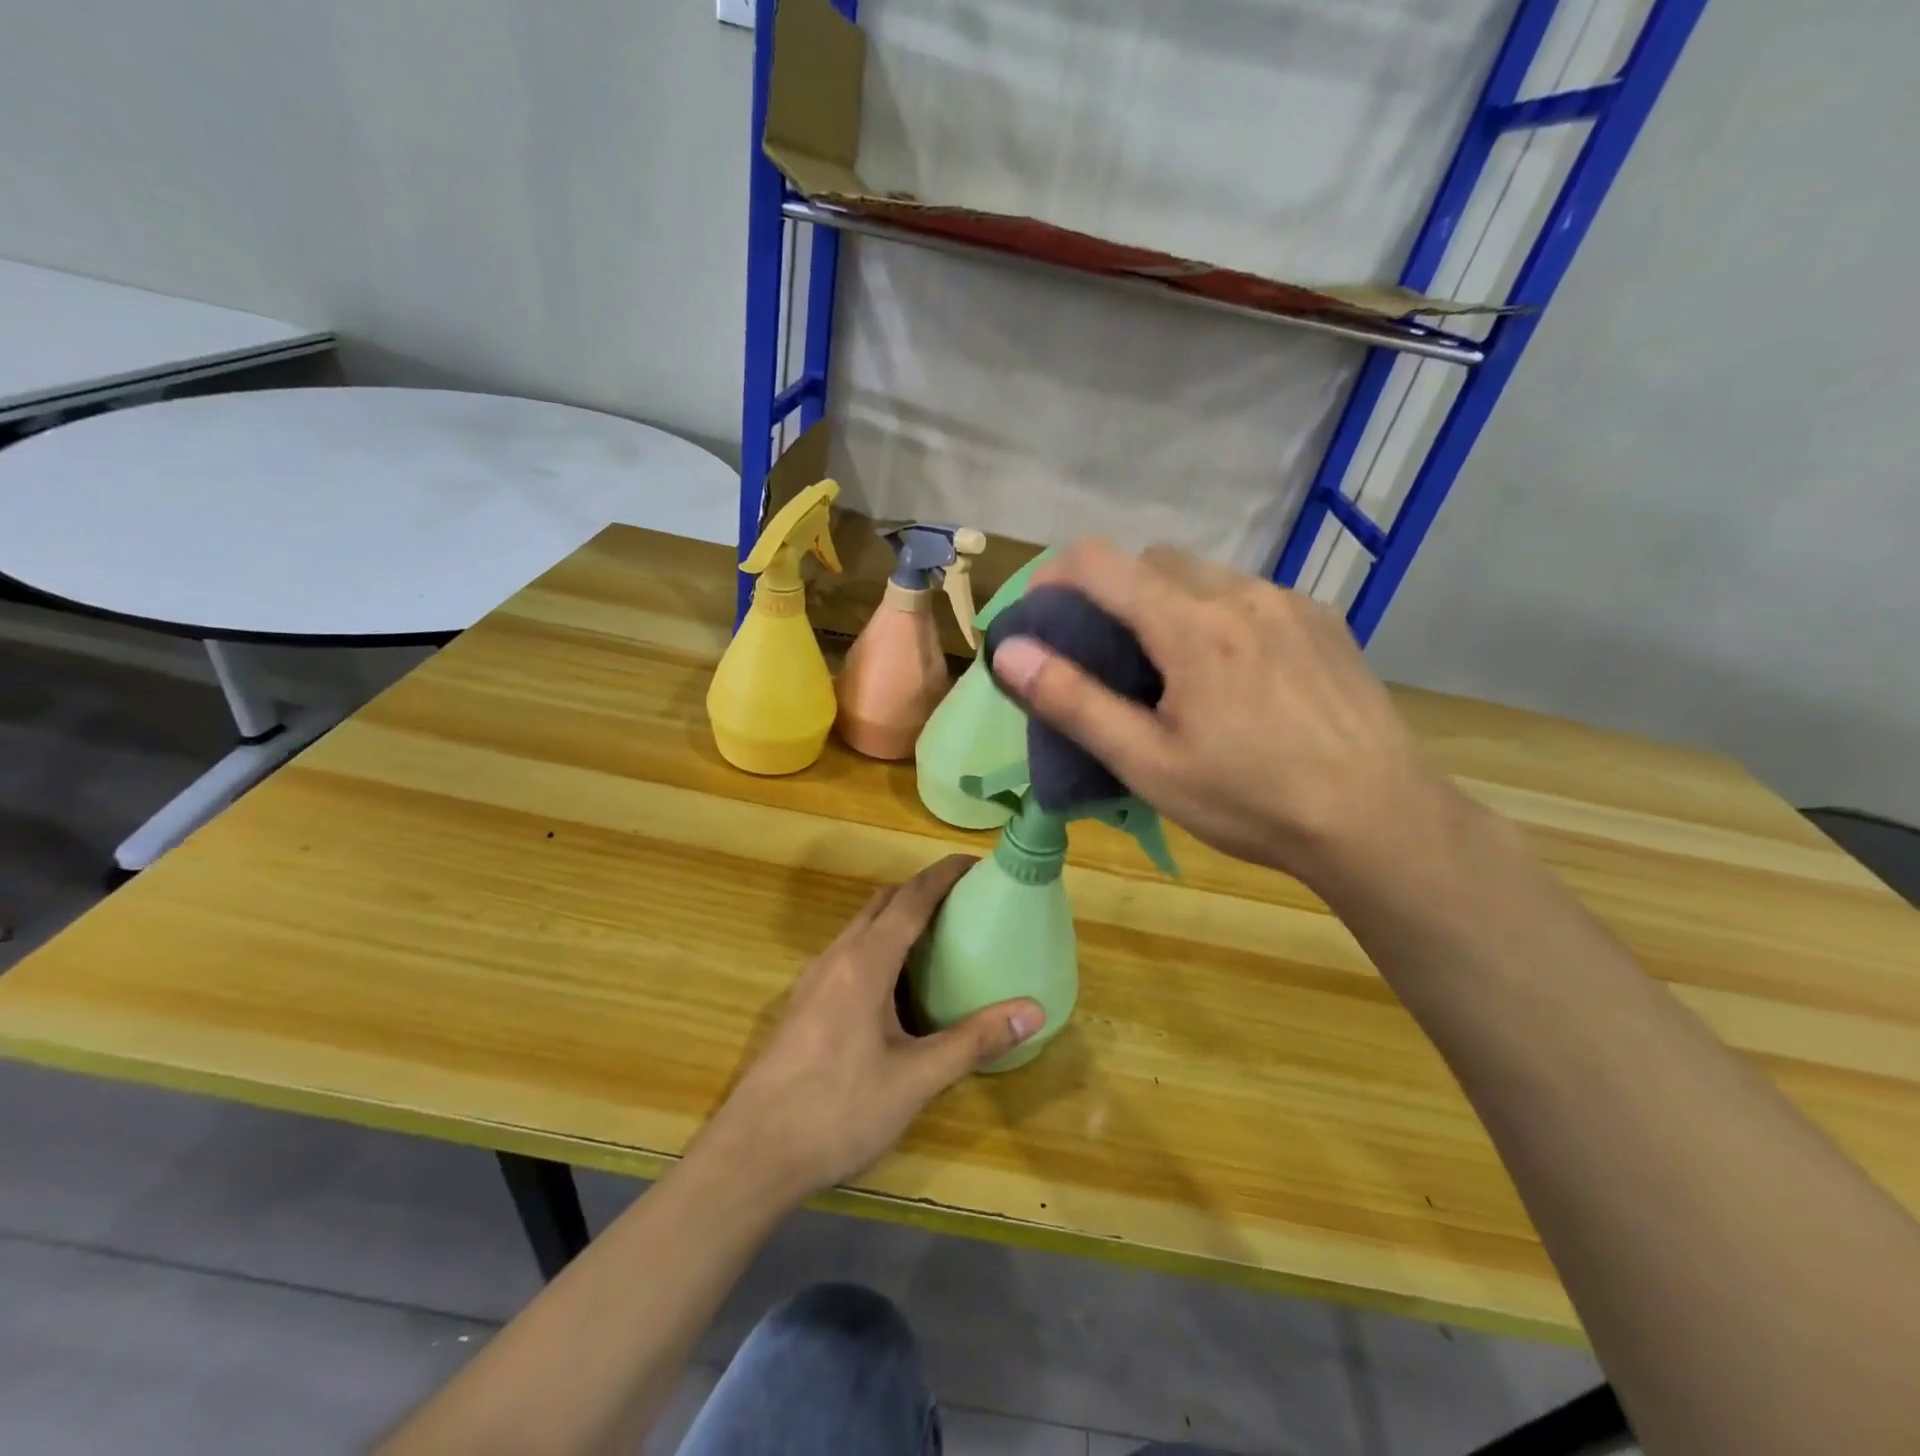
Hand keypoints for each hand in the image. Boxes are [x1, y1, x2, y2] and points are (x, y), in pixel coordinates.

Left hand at [697, 855, 1043, 1206]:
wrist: (753, 1155)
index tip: (976, 863)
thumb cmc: (838, 1111)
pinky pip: (848, 953)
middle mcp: (836, 958)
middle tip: (964, 901)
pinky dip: (878, 945)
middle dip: (922, 890)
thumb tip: (1034, 1011)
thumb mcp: (916, 1080)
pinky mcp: (803, 1004)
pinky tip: (896, 986)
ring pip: (861, 928)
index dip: (944, 875)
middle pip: (882, 903)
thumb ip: (974, 1041)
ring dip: (897, 917)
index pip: (911, 898)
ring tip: (937, 937)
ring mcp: (813, 980)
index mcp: (865, 963)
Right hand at [989, 540, 1453, 890]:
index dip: (1057, 577)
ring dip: (1168, 602)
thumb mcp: (1147, 763)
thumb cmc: (1250, 800)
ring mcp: (1290, 602)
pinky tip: (1234, 676)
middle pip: (1153, 560)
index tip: (1043, 618)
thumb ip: (1073, 701)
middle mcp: (1241, 594)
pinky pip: (1250, 596)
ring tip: (1171, 669)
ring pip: (1205, 576)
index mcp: (1191, 626)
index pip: (1101, 561)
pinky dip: (1218, 615)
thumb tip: (1009, 652)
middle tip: (1107, 654)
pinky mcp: (1323, 620)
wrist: (1379, 820)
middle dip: (1114, 591)